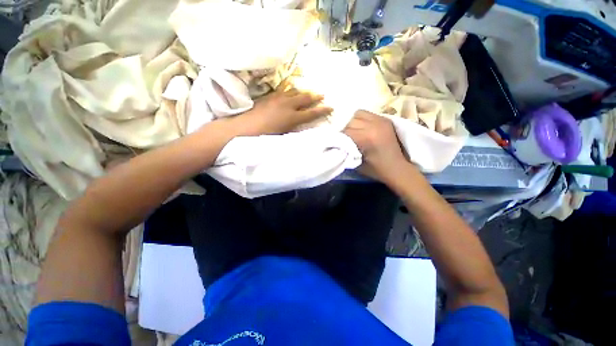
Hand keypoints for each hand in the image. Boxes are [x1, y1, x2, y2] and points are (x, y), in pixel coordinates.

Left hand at [233, 89, 332, 134]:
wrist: (244, 128)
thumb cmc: (265, 136)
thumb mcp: (283, 135)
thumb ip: (294, 128)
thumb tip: (302, 124)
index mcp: (292, 117)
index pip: (312, 112)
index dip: (322, 110)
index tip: (331, 107)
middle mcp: (287, 105)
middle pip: (305, 98)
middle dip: (315, 96)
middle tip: (322, 95)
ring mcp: (278, 98)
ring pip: (295, 92)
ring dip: (303, 92)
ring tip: (308, 92)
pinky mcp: (270, 96)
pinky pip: (284, 91)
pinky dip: (291, 91)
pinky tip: (292, 92)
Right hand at [343, 110, 411, 183]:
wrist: (396, 168)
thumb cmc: (375, 169)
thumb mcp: (356, 162)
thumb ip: (346, 149)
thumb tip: (338, 142)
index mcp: (366, 137)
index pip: (345, 131)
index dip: (340, 137)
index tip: (339, 143)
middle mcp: (374, 125)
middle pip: (351, 121)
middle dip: (346, 129)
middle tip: (346, 138)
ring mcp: (381, 120)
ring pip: (358, 114)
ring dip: (353, 122)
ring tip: (355, 131)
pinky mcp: (385, 119)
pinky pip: (368, 114)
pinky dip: (362, 119)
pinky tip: (363, 128)